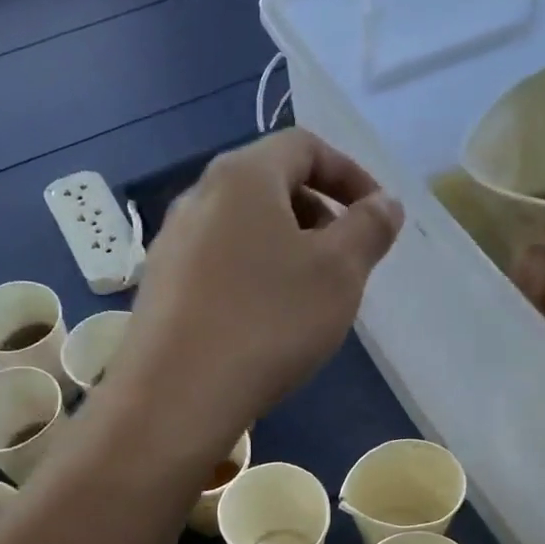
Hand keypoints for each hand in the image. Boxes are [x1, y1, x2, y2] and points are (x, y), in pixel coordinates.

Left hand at [122, 130, 403, 444]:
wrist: (175, 397)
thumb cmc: (267, 322)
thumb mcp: (339, 273)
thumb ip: (369, 228)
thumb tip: (384, 203)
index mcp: (242, 176)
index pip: (304, 146)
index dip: (350, 173)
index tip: (377, 216)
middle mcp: (198, 197)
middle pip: (271, 185)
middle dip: (320, 214)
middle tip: (346, 262)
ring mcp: (172, 244)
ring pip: (245, 229)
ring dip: (288, 249)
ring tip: (309, 298)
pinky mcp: (160, 288)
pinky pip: (220, 264)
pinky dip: (254, 276)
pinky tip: (265, 324)